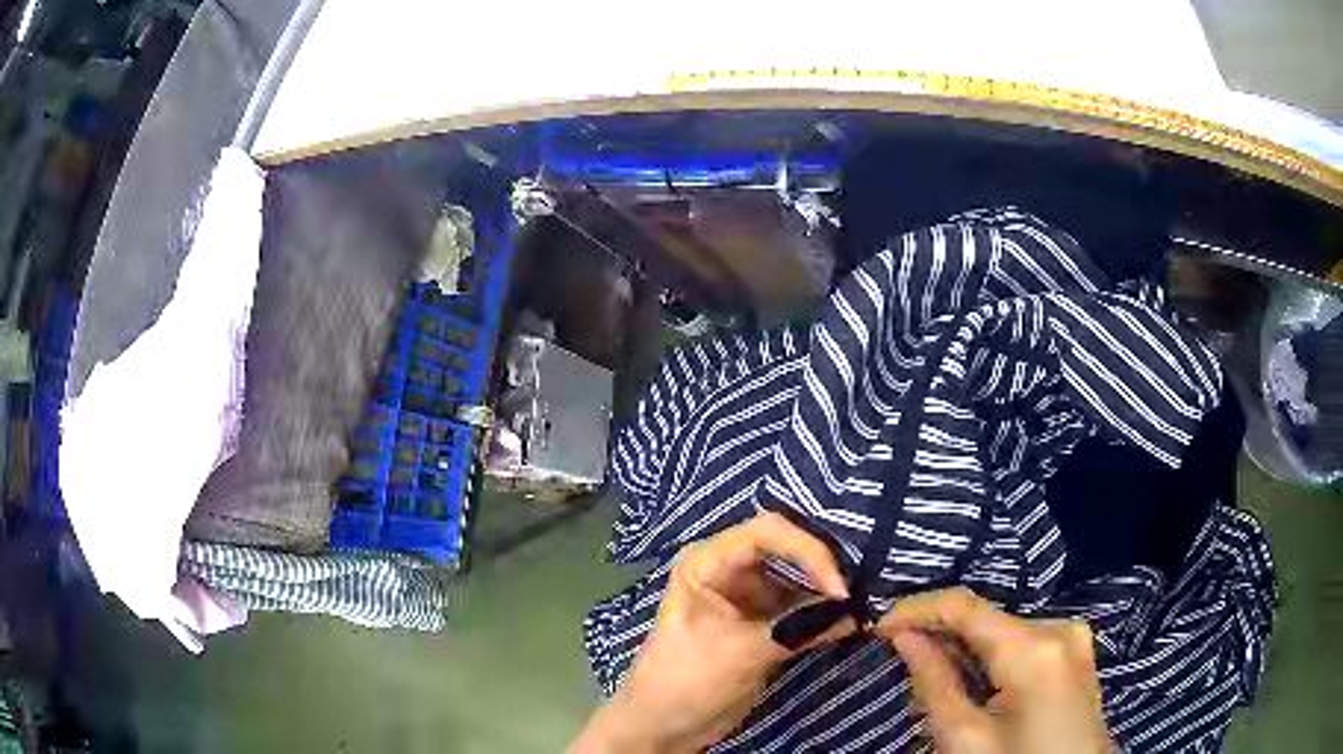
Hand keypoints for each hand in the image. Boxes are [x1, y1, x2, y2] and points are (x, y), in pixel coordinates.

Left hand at [570, 512, 852, 752]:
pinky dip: (828, 610)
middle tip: (867, 581)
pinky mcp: (767, 622)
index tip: (839, 587)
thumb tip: (855, 611)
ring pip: (802, 576)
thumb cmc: (685, 681)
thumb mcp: (739, 654)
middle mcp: (732, 568)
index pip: (767, 533)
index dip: (809, 551)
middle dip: (827, 563)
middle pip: (790, 547)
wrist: (665, 726)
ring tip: (869, 595)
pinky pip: (804, 605)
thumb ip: (796, 629)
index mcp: (709, 561)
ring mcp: (751, 595)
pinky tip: (856, 615)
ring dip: (831, 588)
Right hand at [876, 588, 1112, 753]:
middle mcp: (1059, 628)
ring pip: (1004, 632)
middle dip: (941, 637)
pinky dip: (992, 659)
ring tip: (934, 681)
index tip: (877, 627)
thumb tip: (905, 637)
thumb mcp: (964, 740)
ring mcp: (1073, 640)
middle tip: (902, 664)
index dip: (916, 609)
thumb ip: (934, 682)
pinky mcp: (1076, 655)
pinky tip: (973, 684)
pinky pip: (1025, 643)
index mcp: (1035, 647)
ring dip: (965, 650)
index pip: (965, 606)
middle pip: (987, 619)